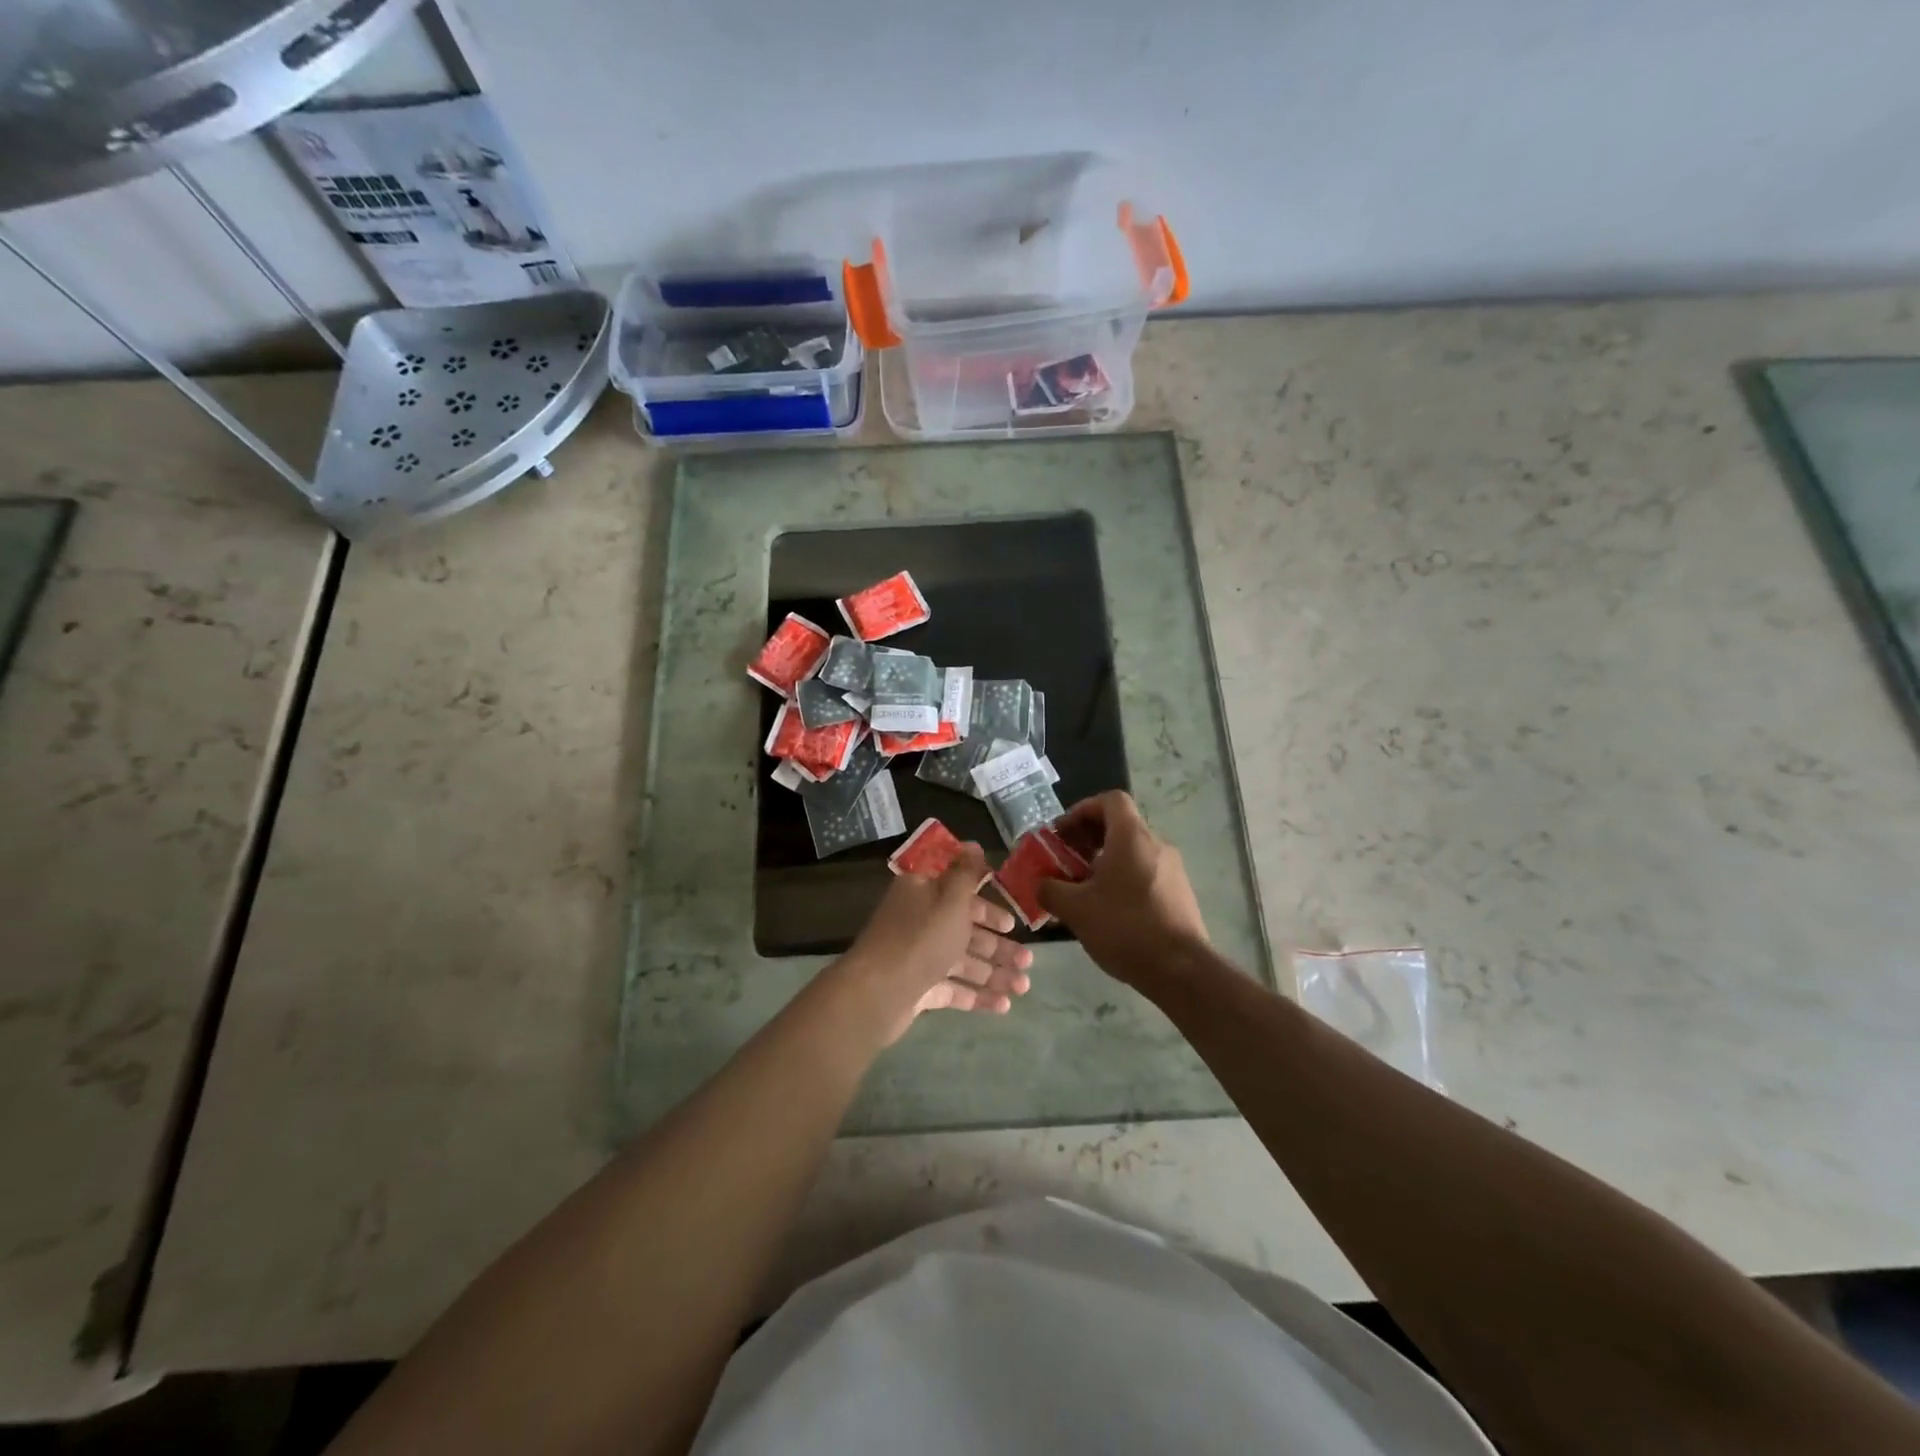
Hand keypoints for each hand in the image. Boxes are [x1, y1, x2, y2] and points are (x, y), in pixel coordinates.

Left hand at [834, 845, 1032, 1044]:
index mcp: (922, 893)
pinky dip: (977, 994)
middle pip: (964, 930)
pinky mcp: (917, 988)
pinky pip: (953, 988)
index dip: (987, 907)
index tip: (1012, 922)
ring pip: (962, 961)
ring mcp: (917, 957)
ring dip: (994, 972)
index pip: (959, 893)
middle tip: (1027, 961)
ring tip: (1024, 986)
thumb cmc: (921, 938)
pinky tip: (1004, 1005)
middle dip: (998, 946)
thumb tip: (972, 844)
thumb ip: (966, 873)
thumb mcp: (950, 898)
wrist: (877, 993)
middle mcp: (918, 921)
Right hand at [1038, 792, 1207, 988]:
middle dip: (1088, 839)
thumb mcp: (1075, 909)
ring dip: (1104, 862)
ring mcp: (1172, 870)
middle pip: (1120, 826)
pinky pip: (1144, 873)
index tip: (1063, 833)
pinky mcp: (1179, 893)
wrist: (1180, 970)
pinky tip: (1108, 910)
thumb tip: (1040, 884)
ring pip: (1132, 852)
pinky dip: (1123, 880)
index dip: (1083, 809)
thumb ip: (1050, 890)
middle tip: (1065, 862)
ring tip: (1082, 890)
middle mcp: (1156, 845)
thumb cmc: (1125, 927)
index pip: (1110, 800)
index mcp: (1132, 837)